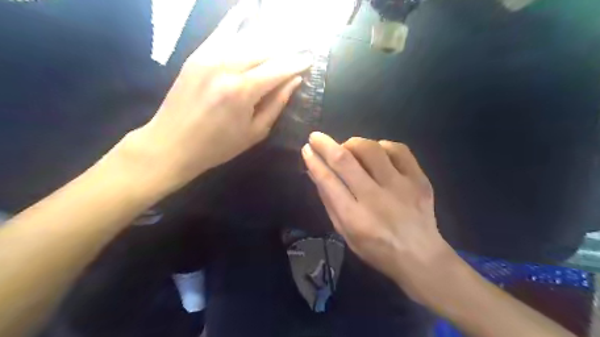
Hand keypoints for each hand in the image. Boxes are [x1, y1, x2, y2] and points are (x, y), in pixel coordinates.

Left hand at [120, 2, 311, 192]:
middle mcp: (227, 65)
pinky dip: (238, 21)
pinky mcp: (197, 54)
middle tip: (301, 49)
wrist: (171, 143)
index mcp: (243, 90)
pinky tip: (249, 9)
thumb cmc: (218, 145)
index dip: (297, 63)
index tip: (310, 59)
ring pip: (247, 38)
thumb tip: (294, 81)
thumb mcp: (255, 132)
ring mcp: (208, 56)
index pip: (279, 68)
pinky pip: (222, 32)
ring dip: (268, 38)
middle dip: (286, 49)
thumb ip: (276, 104)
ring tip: (284, 38)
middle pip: (265, 49)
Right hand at [303, 133, 459, 304]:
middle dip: (326, 144)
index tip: (307, 149)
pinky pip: (398, 149)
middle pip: (345, 161)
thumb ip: (330, 202)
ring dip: (353, 143)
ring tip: (349, 149)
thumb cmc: (376, 248)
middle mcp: (376, 200)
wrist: (420, 256)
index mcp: (355, 218)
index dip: (314, 162)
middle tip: (317, 137)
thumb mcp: (345, 233)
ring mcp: (401, 187)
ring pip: (371, 149)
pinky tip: (377, 153)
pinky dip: (382, 146)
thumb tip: (316, 172)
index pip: (328, 181)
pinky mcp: (419, 180)